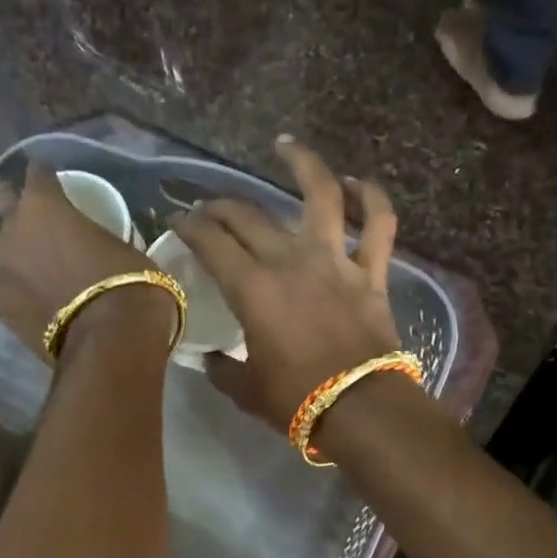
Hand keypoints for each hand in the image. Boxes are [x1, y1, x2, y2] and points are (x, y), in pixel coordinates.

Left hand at [0, 161, 166, 359]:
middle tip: (20, 201)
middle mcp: (17, 224)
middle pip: (8, 200)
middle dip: (15, 198)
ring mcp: (2, 261)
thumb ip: (99, 238)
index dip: (44, 174)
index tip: (48, 177)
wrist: (110, 337)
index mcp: (48, 203)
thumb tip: (100, 246)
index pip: (39, 174)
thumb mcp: (123, 247)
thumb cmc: (129, 285)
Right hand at [173, 136, 403, 430]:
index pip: (211, 243)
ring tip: (286, 148)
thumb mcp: (245, 390)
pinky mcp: (371, 273)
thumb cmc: (296, 401)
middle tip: (209, 207)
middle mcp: (291, 261)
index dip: (189, 227)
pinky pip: (379, 224)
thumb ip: (222, 369)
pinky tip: (358, 183)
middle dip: (222, 206)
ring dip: (303, 164)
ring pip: (322, 195)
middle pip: (250, 217)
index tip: (177, 220)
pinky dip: (372, 199)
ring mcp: (335, 261)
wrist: (359, 409)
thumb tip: (209, 358)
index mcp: (253, 289)